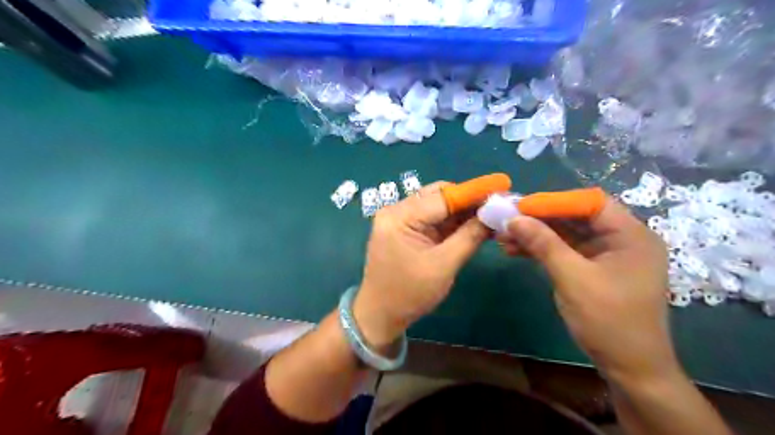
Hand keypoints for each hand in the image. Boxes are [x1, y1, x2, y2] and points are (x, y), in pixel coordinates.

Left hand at [353, 182, 486, 347]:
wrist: (381, 315)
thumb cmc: (410, 294)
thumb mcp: (443, 265)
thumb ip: (470, 237)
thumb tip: (494, 214)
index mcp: (399, 217)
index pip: (442, 196)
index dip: (474, 192)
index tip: (502, 187)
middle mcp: (397, 210)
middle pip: (439, 195)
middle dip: (468, 201)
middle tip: (497, 208)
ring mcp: (400, 219)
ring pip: (438, 205)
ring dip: (462, 212)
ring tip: (491, 217)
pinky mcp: (405, 229)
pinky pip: (433, 218)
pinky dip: (453, 222)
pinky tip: (474, 226)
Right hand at [499, 198, 675, 382]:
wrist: (629, 368)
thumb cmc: (609, 321)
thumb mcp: (573, 278)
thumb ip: (543, 244)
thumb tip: (513, 219)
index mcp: (630, 235)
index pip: (589, 203)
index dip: (554, 201)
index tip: (521, 207)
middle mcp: (620, 239)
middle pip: (575, 217)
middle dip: (539, 219)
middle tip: (507, 219)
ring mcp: (605, 255)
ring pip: (566, 234)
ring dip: (536, 234)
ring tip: (503, 236)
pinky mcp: (592, 269)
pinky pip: (564, 250)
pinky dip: (541, 249)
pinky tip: (515, 250)